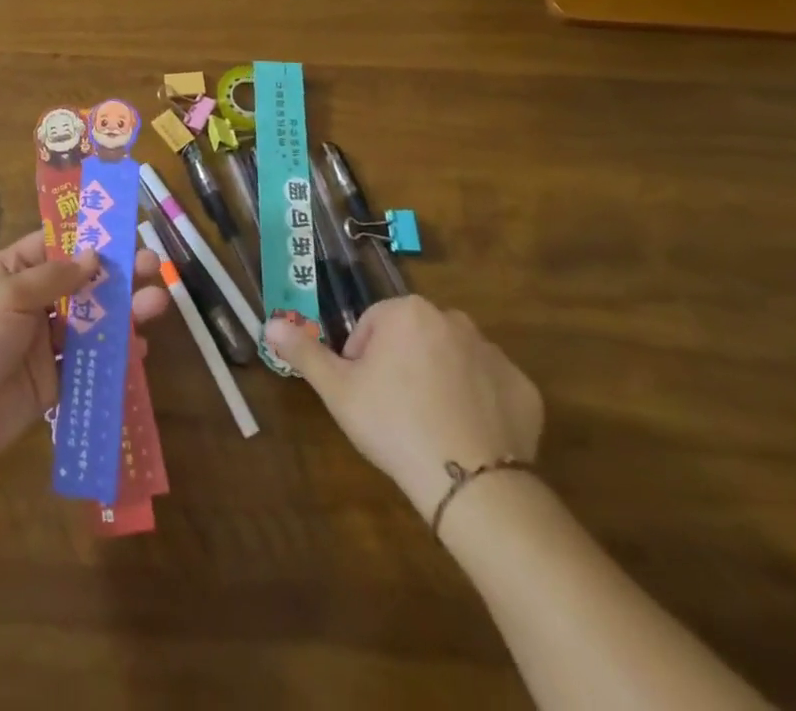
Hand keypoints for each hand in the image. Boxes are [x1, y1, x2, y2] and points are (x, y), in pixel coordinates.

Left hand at [0, 233, 167, 468]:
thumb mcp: (7, 295)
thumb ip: (54, 277)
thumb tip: (94, 256)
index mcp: (13, 271)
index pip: (56, 246)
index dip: (89, 239)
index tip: (125, 231)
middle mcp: (32, 302)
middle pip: (81, 284)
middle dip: (117, 275)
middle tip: (153, 266)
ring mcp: (43, 342)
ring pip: (91, 322)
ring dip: (123, 312)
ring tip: (157, 303)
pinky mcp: (53, 381)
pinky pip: (88, 363)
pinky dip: (113, 356)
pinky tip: (139, 349)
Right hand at [265, 295, 542, 516]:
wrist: (469, 483)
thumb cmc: (393, 423)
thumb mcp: (337, 389)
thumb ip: (303, 351)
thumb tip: (269, 323)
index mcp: (406, 311)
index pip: (373, 326)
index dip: (363, 361)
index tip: (366, 395)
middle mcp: (453, 319)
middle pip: (414, 337)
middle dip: (403, 365)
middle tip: (395, 410)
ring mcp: (494, 353)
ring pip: (453, 359)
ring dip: (440, 380)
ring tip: (432, 425)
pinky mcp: (525, 389)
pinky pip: (491, 387)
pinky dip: (480, 404)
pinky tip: (468, 435)